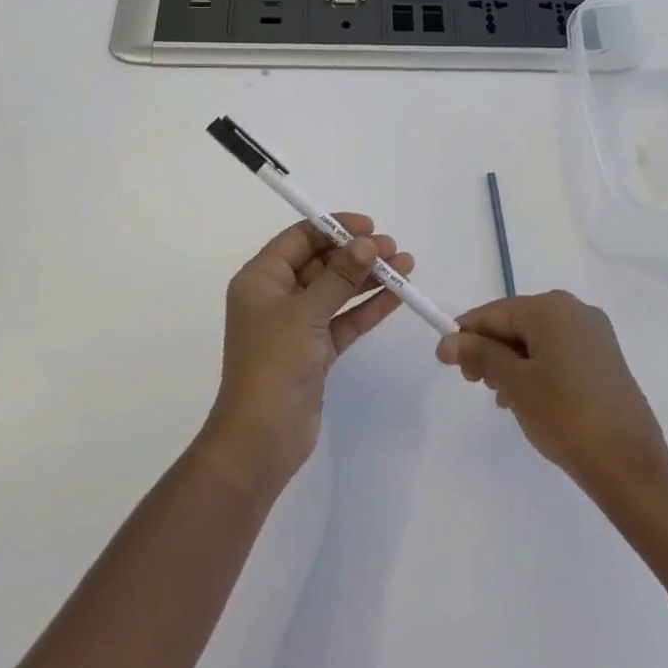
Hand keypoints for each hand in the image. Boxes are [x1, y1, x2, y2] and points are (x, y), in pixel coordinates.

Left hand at [197, 215, 411, 497]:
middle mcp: (277, 296)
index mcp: (261, 278)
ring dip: (369, 278)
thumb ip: (339, 276)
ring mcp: (297, 325)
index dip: (335, 228)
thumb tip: (367, 244)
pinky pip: (345, 319)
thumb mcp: (306, 312)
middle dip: (358, 254)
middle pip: (322, 262)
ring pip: (337, 291)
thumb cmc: (273, 363)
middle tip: (394, 249)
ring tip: (406, 265)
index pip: (301, 238)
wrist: (260, 440)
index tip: (369, 227)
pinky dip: (368, 307)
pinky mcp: (315, 351)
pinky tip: (397, 295)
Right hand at [437, 291, 667, 495]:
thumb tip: (449, 340)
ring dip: (512, 363)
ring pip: (538, 340)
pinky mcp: (606, 360)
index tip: (444, 360)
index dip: (466, 334)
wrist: (630, 465)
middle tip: (473, 383)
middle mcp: (575, 310)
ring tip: (501, 398)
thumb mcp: (514, 384)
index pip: (495, 312)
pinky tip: (528, 400)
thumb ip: (480, 355)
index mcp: (551, 308)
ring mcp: (595, 335)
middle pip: (517, 323)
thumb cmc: (564, 415)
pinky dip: (538, 370)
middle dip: (491, 350)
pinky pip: (560, 354)